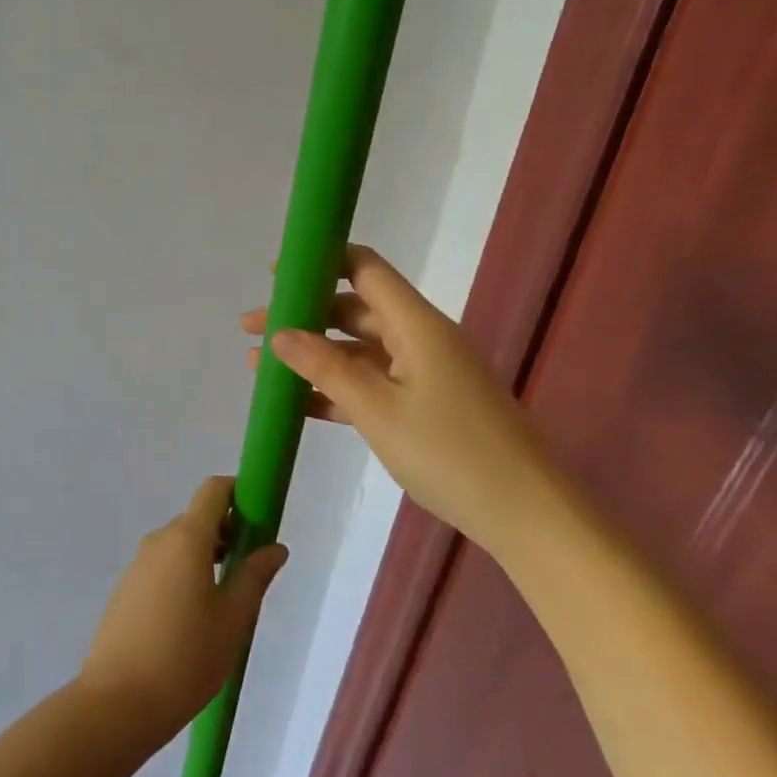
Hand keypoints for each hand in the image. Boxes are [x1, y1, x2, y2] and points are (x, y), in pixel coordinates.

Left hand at [79, 476, 287, 741]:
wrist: (118, 702)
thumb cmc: (186, 658)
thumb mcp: (233, 620)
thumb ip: (255, 576)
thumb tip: (275, 547)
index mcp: (187, 538)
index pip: (213, 490)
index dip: (239, 494)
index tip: (259, 518)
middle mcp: (159, 540)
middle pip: (198, 518)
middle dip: (227, 533)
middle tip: (250, 571)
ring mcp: (138, 563)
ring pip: (179, 545)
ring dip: (205, 557)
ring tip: (225, 602)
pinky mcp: (126, 587)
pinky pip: (162, 566)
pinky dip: (183, 574)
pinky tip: (192, 619)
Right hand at [240, 243, 552, 554]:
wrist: (526, 515)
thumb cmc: (450, 452)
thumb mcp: (376, 409)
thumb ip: (325, 368)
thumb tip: (280, 334)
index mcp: (416, 324)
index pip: (364, 269)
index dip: (320, 261)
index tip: (277, 273)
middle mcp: (420, 338)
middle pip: (352, 310)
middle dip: (301, 316)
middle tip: (251, 328)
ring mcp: (425, 373)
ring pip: (358, 349)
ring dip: (312, 355)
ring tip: (260, 365)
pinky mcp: (426, 404)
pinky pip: (372, 383)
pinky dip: (336, 387)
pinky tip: (297, 402)